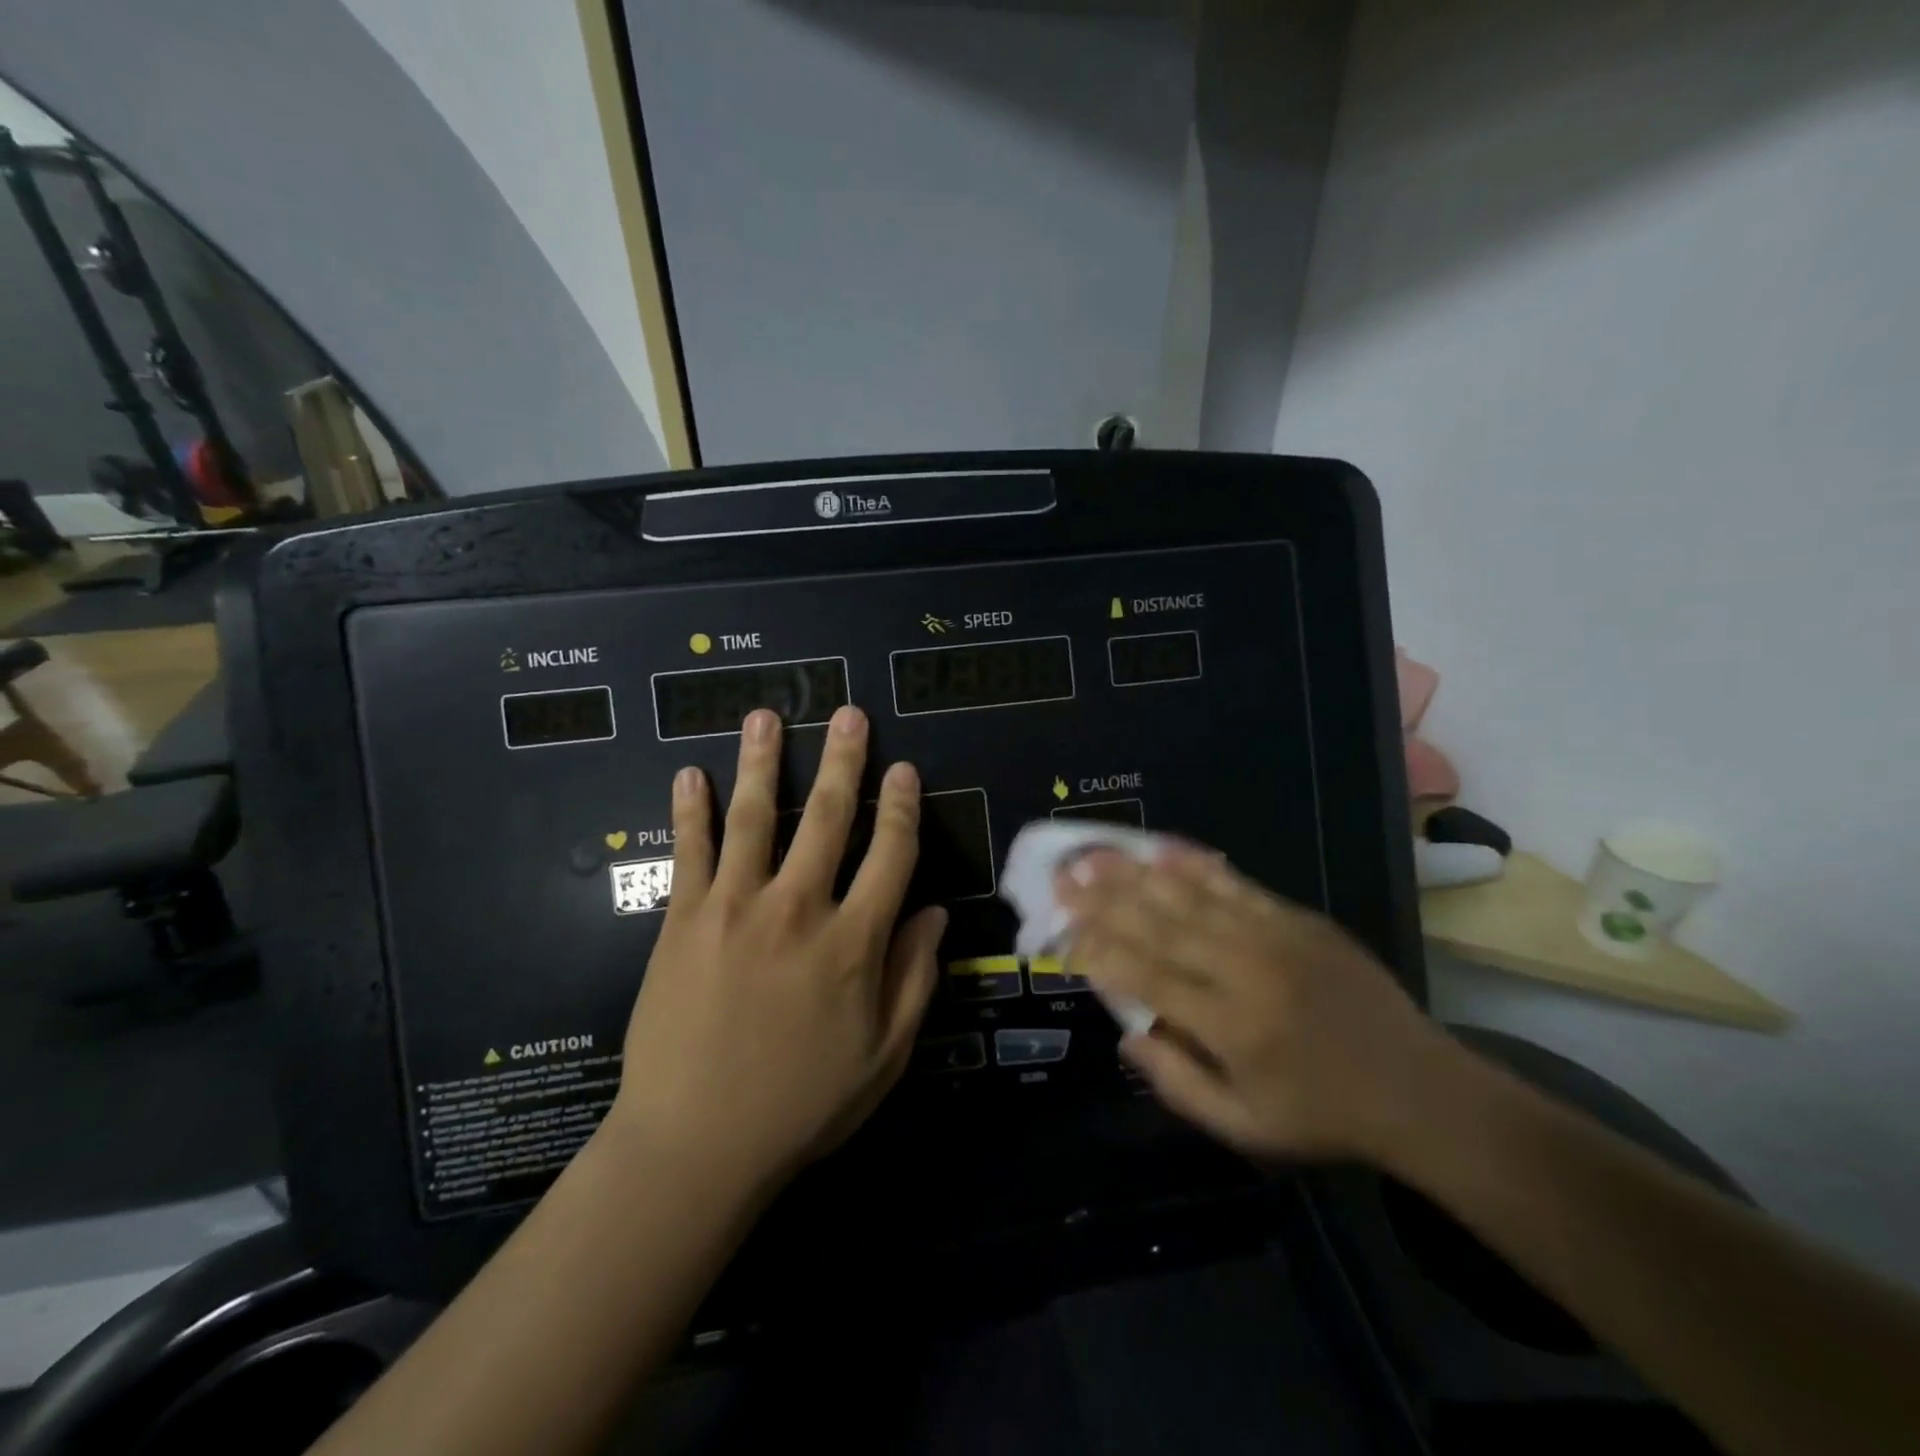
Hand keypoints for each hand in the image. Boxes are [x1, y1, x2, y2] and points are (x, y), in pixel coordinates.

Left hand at [609, 706, 943, 1194]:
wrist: (695, 1145)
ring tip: (766, 717)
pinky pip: (689, 853)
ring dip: (763, 763)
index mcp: (854, 943)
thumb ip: (914, 979)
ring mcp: (735, 908)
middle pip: (828, 819)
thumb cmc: (801, 1105)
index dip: (901, 808)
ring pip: (755, 819)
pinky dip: (690, 811)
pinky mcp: (683, 920)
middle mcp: (798, 909)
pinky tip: (690, 774)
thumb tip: (936, 914)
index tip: (903, 770)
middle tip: (848, 714)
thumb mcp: (883, 1055)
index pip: (890, 855)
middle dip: (843, 761)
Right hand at [1058, 846, 1454, 1163]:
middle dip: (1103, 900)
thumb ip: (1178, 1083)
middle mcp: (1245, 969)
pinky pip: (1234, 884)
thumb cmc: (1323, 1115)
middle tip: (1061, 877)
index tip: (1062, 935)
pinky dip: (1194, 864)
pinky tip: (1162, 848)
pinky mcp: (1297, 918)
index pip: (1146, 976)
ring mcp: (1273, 936)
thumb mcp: (1246, 1127)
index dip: (1098, 953)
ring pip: (1189, 896)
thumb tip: (1125, 1036)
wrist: (1419, 1089)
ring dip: (1136, 873)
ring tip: (1094, 854)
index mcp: (1230, 1025)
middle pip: (1159, 925)